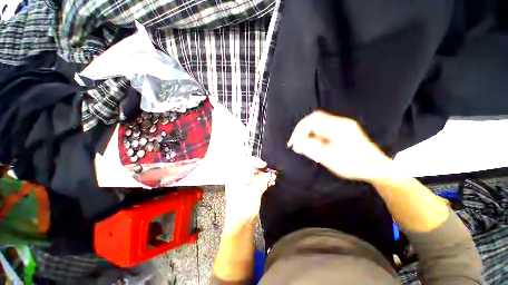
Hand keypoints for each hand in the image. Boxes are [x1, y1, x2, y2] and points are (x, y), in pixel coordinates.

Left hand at [224, 157, 275, 226]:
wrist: (238, 226)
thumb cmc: (243, 208)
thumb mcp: (254, 193)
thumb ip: (262, 181)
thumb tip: (271, 174)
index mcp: (235, 177)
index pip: (244, 162)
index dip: (255, 161)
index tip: (264, 165)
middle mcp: (237, 178)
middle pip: (249, 168)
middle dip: (260, 169)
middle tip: (269, 172)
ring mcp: (241, 185)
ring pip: (253, 175)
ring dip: (262, 175)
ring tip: (272, 178)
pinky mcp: (245, 191)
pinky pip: (253, 181)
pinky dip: (261, 181)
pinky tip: (269, 183)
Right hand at [287, 110, 391, 181]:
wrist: (377, 168)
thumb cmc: (353, 164)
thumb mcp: (329, 158)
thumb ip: (311, 149)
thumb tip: (296, 145)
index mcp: (337, 127)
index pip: (312, 121)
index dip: (299, 130)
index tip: (293, 143)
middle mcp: (339, 122)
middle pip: (314, 119)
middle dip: (302, 130)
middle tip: (296, 143)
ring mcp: (342, 126)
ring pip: (318, 124)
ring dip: (308, 133)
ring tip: (303, 146)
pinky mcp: (342, 130)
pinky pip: (323, 129)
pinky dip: (315, 136)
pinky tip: (314, 145)